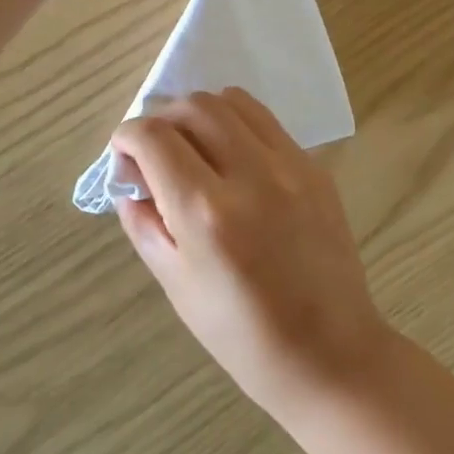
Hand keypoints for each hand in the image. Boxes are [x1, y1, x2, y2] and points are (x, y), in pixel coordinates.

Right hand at [111, 89, 390, 414]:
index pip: (154, 138)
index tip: (123, 155)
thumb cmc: (242, 335)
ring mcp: (290, 166)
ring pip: (235, 100)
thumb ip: (144, 222)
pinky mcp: (315, 168)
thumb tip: (128, 178)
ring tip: (194, 146)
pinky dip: (238, 126)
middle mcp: (251, 175)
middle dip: (163, 118)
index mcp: (206, 213)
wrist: (329, 353)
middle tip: (156, 150)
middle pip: (195, 106)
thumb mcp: (177, 285)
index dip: (126, 137)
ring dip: (202, 113)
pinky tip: (234, 160)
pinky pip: (267, 123)